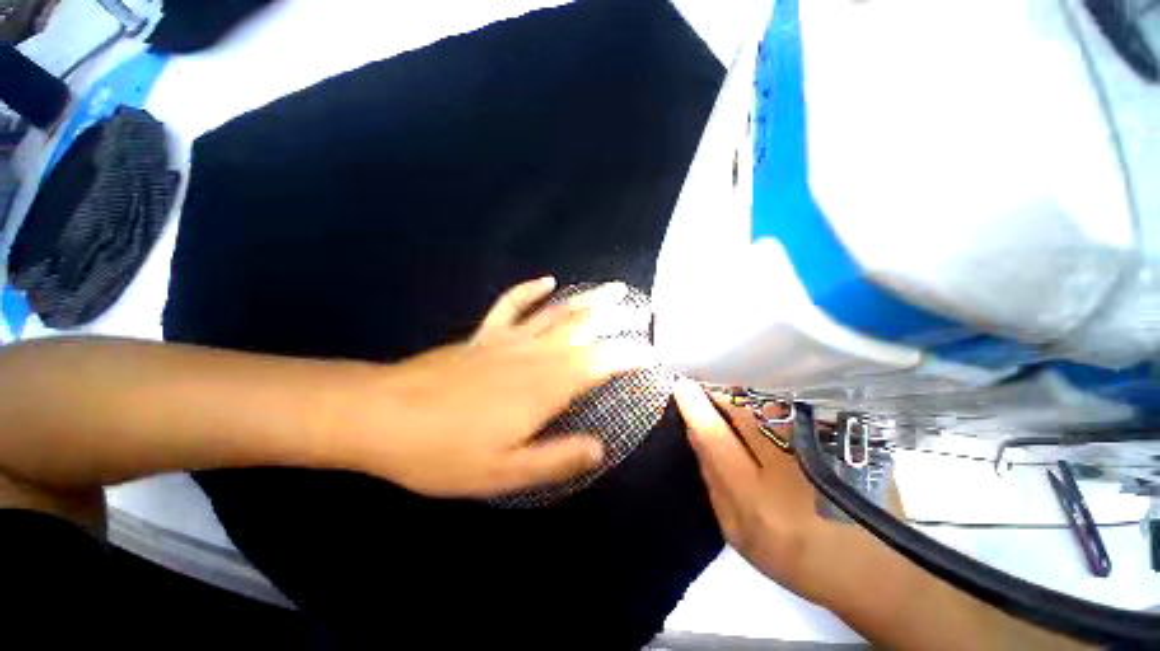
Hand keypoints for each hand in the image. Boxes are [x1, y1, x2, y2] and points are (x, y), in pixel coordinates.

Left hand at [349, 277, 653, 497]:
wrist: (383, 417)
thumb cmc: (443, 451)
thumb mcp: (504, 472)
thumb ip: (557, 458)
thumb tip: (600, 448)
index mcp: (544, 387)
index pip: (600, 363)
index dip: (629, 355)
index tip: (653, 353)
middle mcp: (534, 356)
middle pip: (584, 330)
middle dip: (617, 320)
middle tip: (642, 311)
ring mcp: (508, 340)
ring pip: (557, 313)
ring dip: (588, 300)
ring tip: (614, 290)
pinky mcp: (485, 336)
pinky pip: (513, 305)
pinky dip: (531, 291)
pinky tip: (548, 281)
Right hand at [674, 379, 833, 599]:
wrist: (874, 568)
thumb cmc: (795, 556)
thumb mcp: (738, 531)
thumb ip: (713, 480)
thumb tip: (695, 433)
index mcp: (755, 497)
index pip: (715, 436)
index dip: (695, 407)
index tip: (681, 386)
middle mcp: (786, 467)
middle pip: (742, 411)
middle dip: (718, 393)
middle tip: (705, 384)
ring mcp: (819, 450)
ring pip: (768, 404)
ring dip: (744, 393)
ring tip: (731, 391)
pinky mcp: (841, 441)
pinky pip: (793, 408)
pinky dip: (771, 400)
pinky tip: (766, 403)